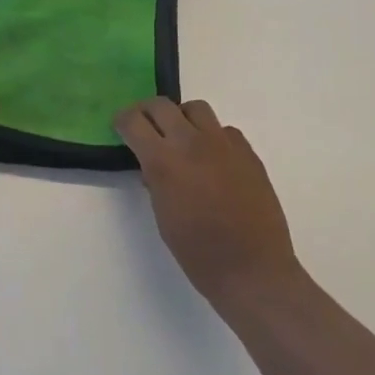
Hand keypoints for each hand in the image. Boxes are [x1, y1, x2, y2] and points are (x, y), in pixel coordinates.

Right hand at [114, 97, 298, 307]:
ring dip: (182, 118)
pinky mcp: (248, 152)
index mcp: (164, 161)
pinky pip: (224, 130)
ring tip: (182, 139)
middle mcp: (191, 142)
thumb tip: (153, 167)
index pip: (133, 121)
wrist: (253, 269)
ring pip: (196, 108)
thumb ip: (155, 182)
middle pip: (161, 105)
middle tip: (145, 127)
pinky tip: (214, 160)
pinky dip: (212, 137)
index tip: (121, 128)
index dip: (123, 121)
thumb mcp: (163, 217)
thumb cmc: (198, 253)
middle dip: (147, 112)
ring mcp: (223, 144)